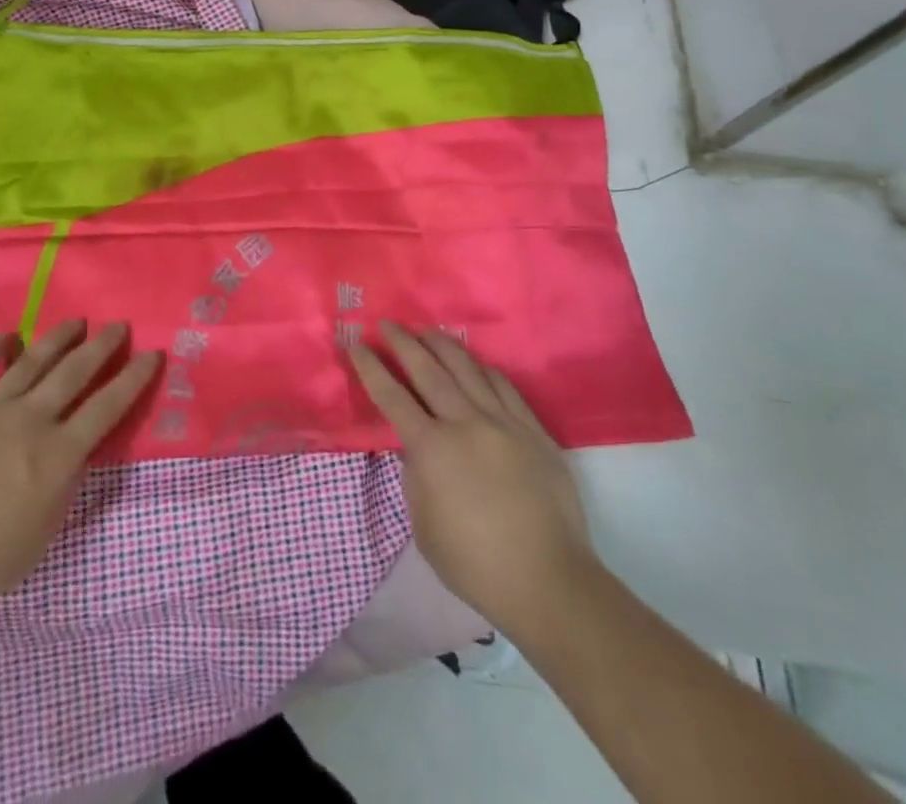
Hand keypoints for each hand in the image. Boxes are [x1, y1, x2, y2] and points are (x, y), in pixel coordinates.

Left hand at [0, 319, 160, 624]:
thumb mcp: (36, 543)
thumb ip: (59, 497)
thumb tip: (70, 465)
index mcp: (58, 454)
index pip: (106, 408)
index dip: (133, 379)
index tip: (152, 354)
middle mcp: (31, 419)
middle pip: (74, 372)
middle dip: (101, 346)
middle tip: (119, 325)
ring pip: (32, 362)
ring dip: (57, 338)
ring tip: (76, 321)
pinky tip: (7, 336)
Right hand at [349, 322, 597, 640]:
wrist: (548, 581)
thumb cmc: (476, 564)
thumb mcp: (424, 526)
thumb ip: (416, 478)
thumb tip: (417, 449)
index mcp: (432, 449)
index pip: (392, 396)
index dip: (371, 367)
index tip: (357, 343)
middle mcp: (465, 423)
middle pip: (428, 370)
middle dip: (403, 343)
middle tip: (387, 323)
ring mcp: (503, 422)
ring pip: (467, 369)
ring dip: (442, 345)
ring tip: (427, 330)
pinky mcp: (532, 430)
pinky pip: (503, 386)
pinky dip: (483, 369)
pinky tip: (474, 363)